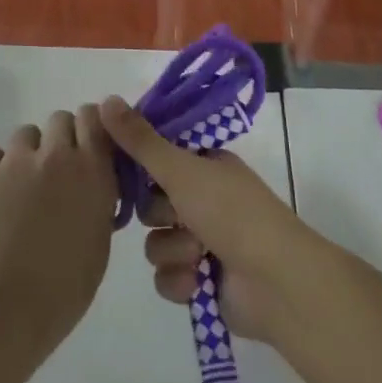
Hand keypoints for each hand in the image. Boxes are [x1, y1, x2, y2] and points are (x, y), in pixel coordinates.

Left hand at [0, 107, 116, 351]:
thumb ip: (97, 201)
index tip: (88, 147)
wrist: (4, 309)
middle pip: (60, 119)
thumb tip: (89, 188)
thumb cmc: (63, 291)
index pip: (95, 118)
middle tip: (56, 173)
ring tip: (21, 188)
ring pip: (26, 134)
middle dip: (61, 140)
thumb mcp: (98, 243)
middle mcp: (57, 155)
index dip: (91, 127)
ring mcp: (16, 160)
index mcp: (92, 172)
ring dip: (28, 154)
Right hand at [101, 96, 325, 343]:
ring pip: (156, 242)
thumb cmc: (231, 213)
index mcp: (205, 165)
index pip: (157, 156)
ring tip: (198, 254)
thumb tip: (105, 99)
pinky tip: (198, 282)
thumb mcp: (181, 169)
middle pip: (150, 203)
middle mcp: (204, 199)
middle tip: (177, 214)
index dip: (140, 164)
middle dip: (159, 215)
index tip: (122, 167)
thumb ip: (140, 140)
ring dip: (173, 250)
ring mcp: (204, 241)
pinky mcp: (201, 281)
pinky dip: (179, 280)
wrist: (276, 283)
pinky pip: (166, 277)